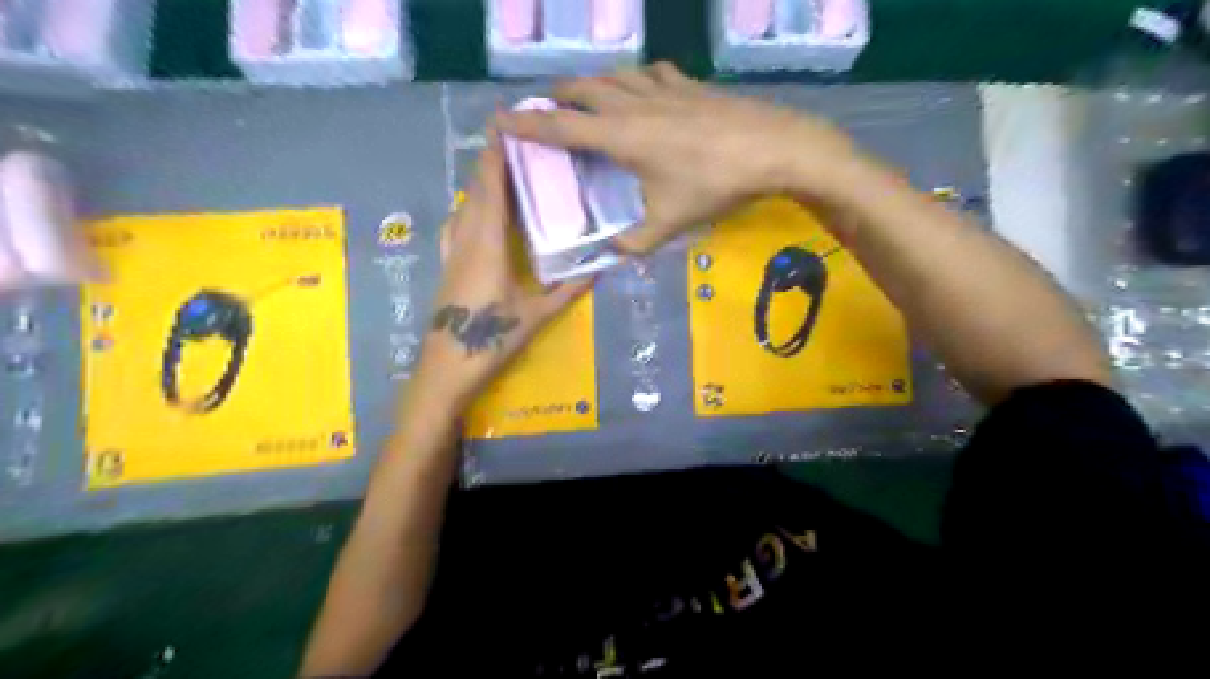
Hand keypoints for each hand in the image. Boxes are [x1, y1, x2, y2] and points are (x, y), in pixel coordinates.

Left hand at [414, 132, 592, 409]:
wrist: (447, 368)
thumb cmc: (492, 339)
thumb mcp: (537, 315)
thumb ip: (569, 289)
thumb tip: (601, 266)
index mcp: (488, 245)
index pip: (491, 190)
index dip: (496, 157)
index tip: (506, 127)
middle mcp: (466, 240)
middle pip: (475, 192)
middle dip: (490, 163)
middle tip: (513, 142)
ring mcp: (452, 252)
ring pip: (464, 206)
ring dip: (480, 184)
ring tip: (502, 172)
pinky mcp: (447, 265)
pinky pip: (457, 224)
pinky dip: (470, 207)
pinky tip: (479, 213)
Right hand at [497, 58, 875, 252]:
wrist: (773, 148)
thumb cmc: (715, 186)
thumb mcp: (671, 223)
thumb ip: (636, 242)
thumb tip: (613, 254)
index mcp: (622, 137)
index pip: (561, 127)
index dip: (527, 124)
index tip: (500, 119)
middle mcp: (634, 104)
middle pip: (583, 89)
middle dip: (557, 95)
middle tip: (544, 106)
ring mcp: (664, 89)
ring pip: (615, 75)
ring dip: (592, 82)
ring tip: (585, 95)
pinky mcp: (689, 85)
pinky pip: (651, 73)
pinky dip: (635, 78)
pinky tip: (641, 88)